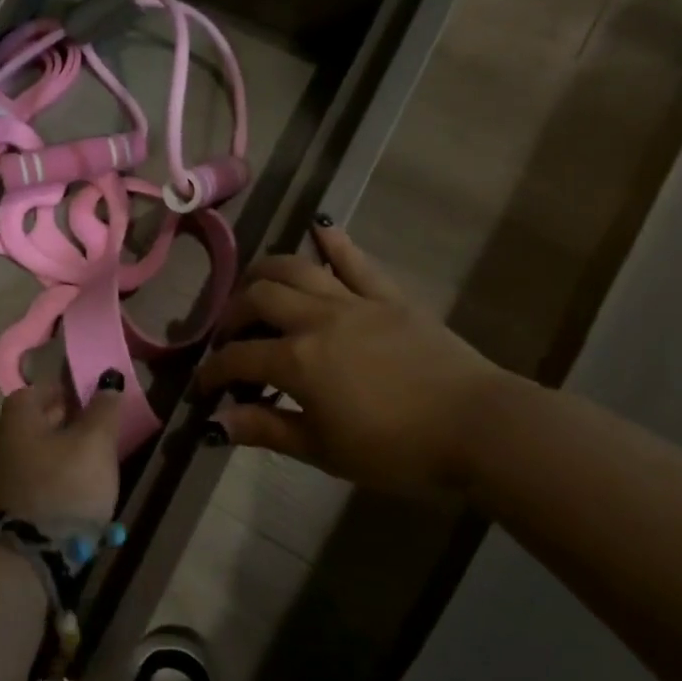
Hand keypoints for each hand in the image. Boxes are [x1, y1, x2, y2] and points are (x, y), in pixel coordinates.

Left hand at [0, 373, 124, 525]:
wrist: (22, 559)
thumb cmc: (63, 487)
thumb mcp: (95, 444)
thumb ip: (103, 409)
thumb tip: (108, 379)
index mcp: (16, 416)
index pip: (40, 389)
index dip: (67, 391)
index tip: (93, 401)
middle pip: (35, 422)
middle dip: (65, 423)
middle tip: (98, 432)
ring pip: (33, 454)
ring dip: (58, 456)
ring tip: (90, 466)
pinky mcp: (0, 508)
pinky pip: (31, 483)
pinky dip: (50, 483)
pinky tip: (72, 495)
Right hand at [193, 223, 506, 493]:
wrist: (479, 428)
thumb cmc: (397, 450)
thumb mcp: (323, 450)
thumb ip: (267, 430)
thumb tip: (214, 424)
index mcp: (296, 360)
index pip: (238, 358)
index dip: (213, 371)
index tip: (203, 387)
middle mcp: (317, 320)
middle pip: (259, 298)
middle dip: (233, 315)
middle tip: (230, 337)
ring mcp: (355, 302)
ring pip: (297, 269)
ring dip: (266, 271)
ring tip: (255, 285)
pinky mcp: (389, 297)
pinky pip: (356, 261)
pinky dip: (334, 243)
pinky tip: (319, 230)